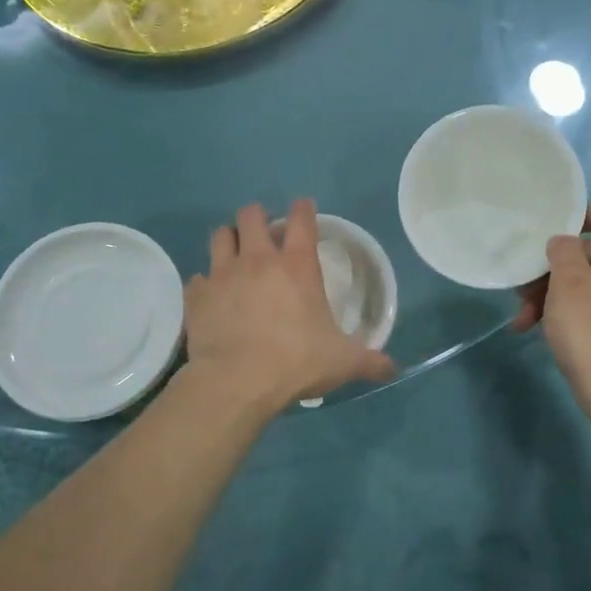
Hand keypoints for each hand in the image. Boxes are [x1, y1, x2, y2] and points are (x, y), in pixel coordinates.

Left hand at [182, 200, 395, 415]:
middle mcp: (258, 260)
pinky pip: (198, 278)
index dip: (304, 209)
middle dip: (258, 217)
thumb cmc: (296, 362)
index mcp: (298, 267)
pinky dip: (206, 283)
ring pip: (220, 235)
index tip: (305, 208)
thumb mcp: (343, 362)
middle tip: (264, 231)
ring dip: (229, 239)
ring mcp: (223, 275)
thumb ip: (370, 361)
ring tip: (236, 253)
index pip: (302, 220)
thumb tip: (393, 368)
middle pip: (251, 215)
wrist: (237, 381)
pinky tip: (213, 296)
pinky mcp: (197, 296)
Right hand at [512, 202, 590, 425]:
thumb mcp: (569, 287)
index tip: (556, 230)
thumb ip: (563, 253)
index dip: (589, 214)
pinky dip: (569, 314)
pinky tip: (537, 332)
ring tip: (522, 319)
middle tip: (522, 288)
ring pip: (590, 286)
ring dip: (553, 296)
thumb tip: (564, 243)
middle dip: (554, 268)